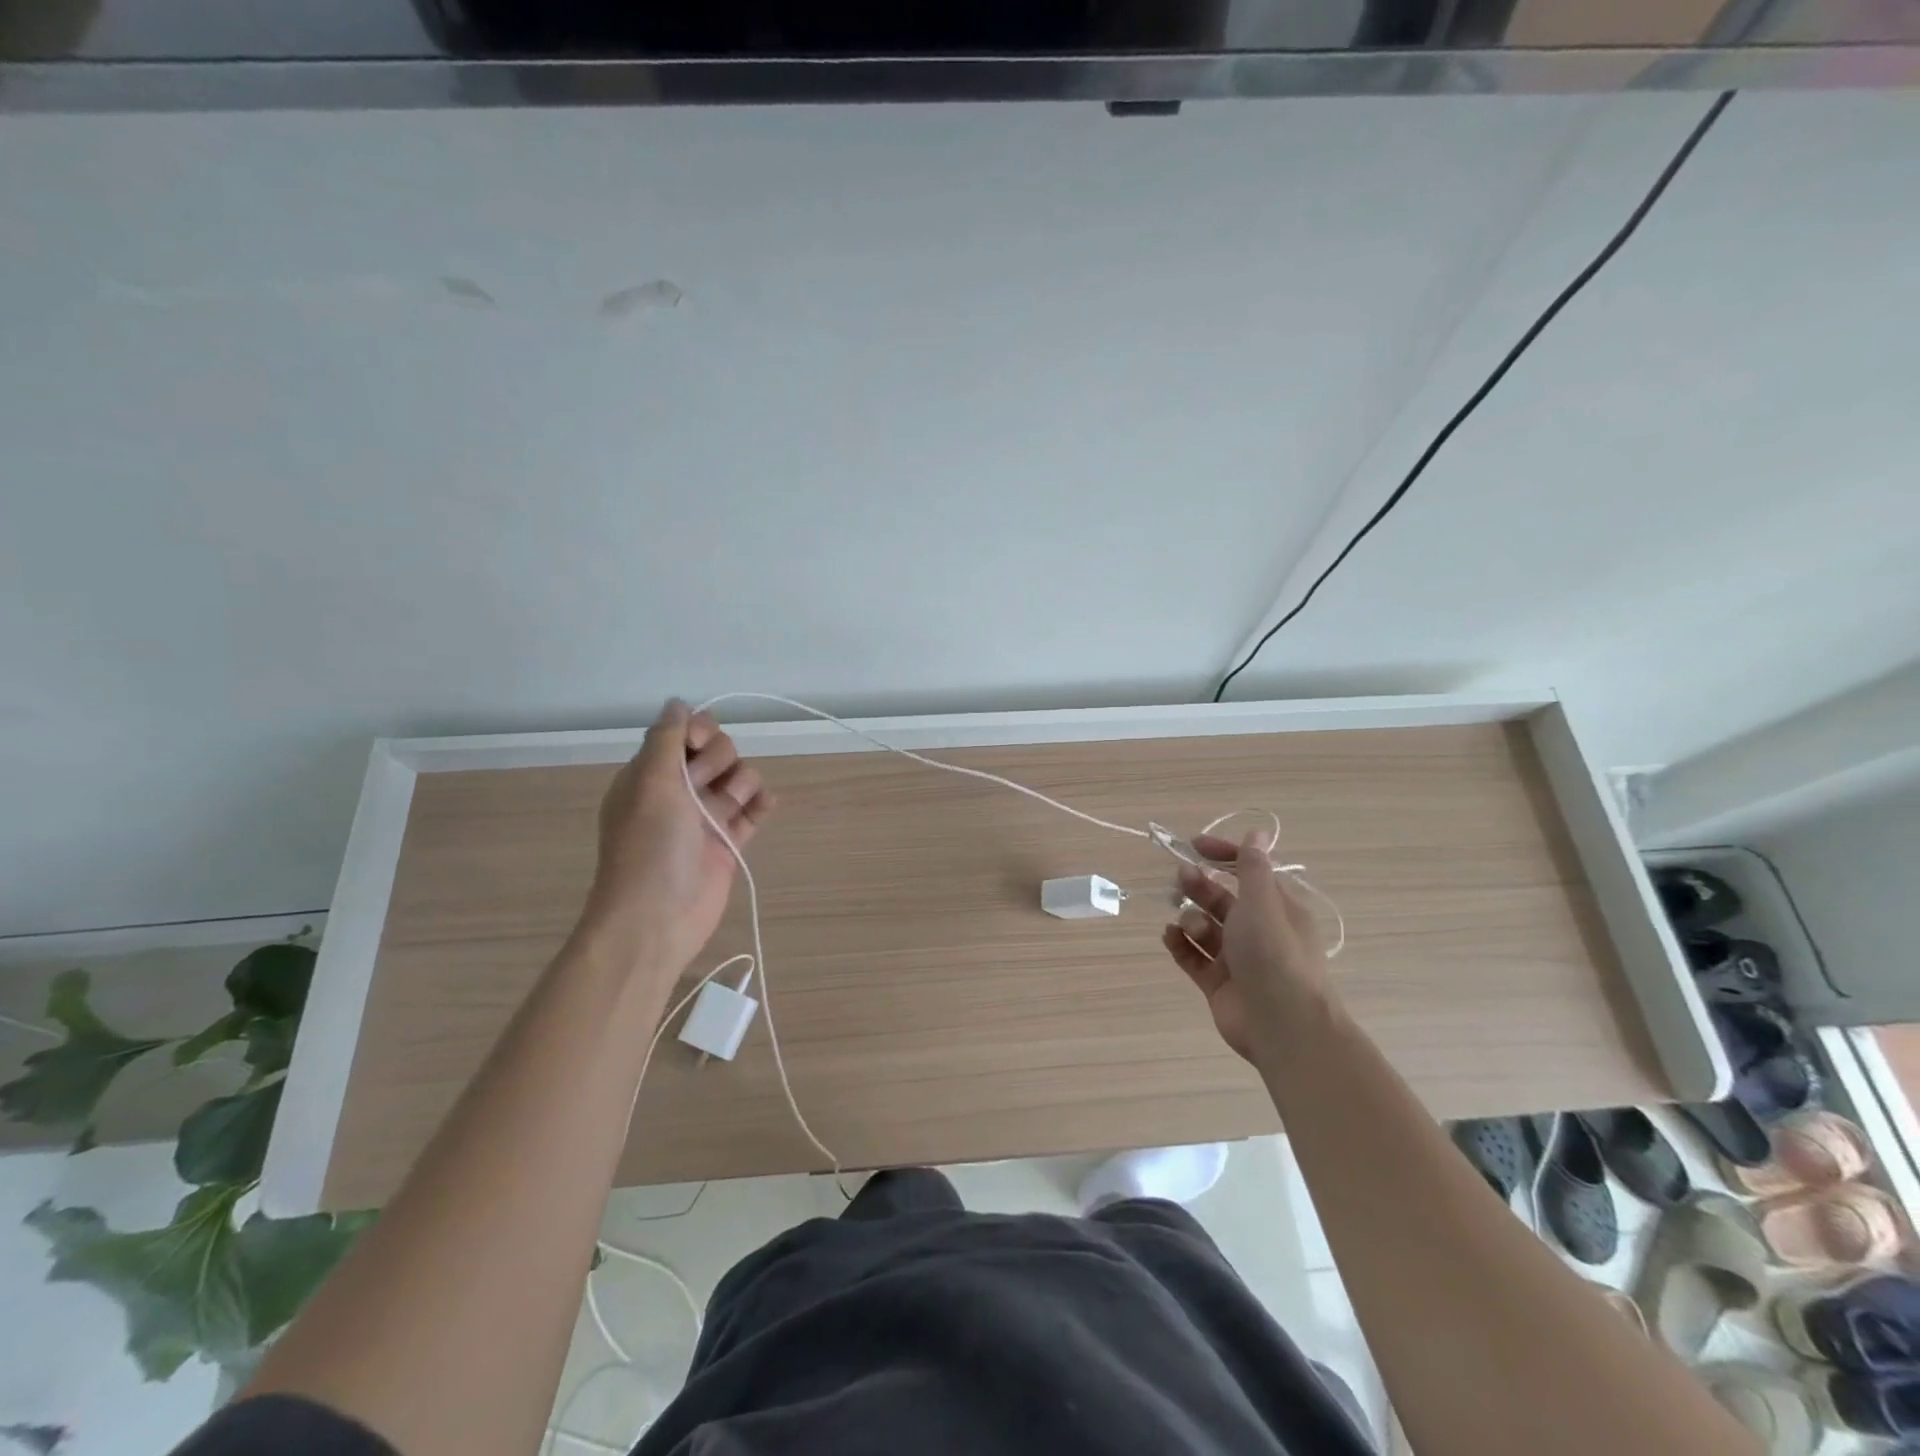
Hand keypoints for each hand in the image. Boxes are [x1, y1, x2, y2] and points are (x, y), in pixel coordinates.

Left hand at [580, 701, 775, 980]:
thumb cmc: (650, 846)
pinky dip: (761, 804)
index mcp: (651, 774)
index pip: (684, 732)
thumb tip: (678, 702)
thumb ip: (666, 738)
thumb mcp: (650, 782)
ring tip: (730, 809)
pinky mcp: (728, 842)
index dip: (699, 732)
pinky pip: (753, 810)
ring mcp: (705, 817)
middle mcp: (679, 791)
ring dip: (742, 784)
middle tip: (705, 787)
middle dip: (721, 760)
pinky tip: (762, 807)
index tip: (698, 746)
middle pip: (717, 752)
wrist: (657, 918)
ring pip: (739, 778)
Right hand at [1161, 833, 1331, 1065]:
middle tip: (1180, 879)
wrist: (1282, 1026)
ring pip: (1205, 927)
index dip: (1224, 855)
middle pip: (1222, 898)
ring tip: (1188, 925)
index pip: (1249, 872)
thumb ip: (1253, 867)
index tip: (1194, 846)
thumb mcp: (1263, 902)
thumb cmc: (1274, 955)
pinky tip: (1169, 936)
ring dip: (1191, 918)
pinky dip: (1180, 944)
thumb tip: (1258, 831)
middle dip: (1200, 886)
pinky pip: (1193, 956)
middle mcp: (1259, 930)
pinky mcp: (1219, 983)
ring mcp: (1237, 958)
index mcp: (1278, 908)